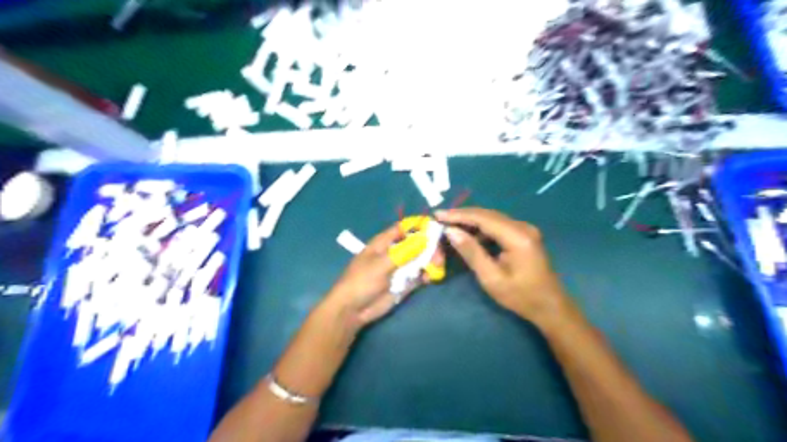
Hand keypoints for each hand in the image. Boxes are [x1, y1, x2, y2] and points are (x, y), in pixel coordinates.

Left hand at [322, 223, 440, 324]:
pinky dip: (427, 274)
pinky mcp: (404, 282)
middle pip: (417, 243)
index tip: (435, 228)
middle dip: (429, 247)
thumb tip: (425, 238)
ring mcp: (400, 268)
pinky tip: (430, 278)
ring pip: (421, 259)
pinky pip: (420, 274)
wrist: (353, 310)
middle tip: (438, 257)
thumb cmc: (361, 281)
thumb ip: (404, 252)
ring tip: (436, 268)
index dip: (419, 226)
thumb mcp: (381, 264)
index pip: (404, 227)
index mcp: (384, 242)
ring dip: (430, 261)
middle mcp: (394, 252)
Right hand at [436, 208, 572, 327]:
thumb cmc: (521, 297)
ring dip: (470, 222)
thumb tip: (451, 231)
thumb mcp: (491, 278)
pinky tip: (469, 236)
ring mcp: (524, 230)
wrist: (550, 307)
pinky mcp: (523, 235)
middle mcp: (522, 227)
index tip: (437, 215)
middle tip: (440, 220)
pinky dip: (480, 229)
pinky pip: (497, 226)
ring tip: (450, 227)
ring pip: (491, 219)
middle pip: (487, 214)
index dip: (458, 215)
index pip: (482, 218)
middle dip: (462, 216)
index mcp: (517, 236)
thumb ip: (471, 252)